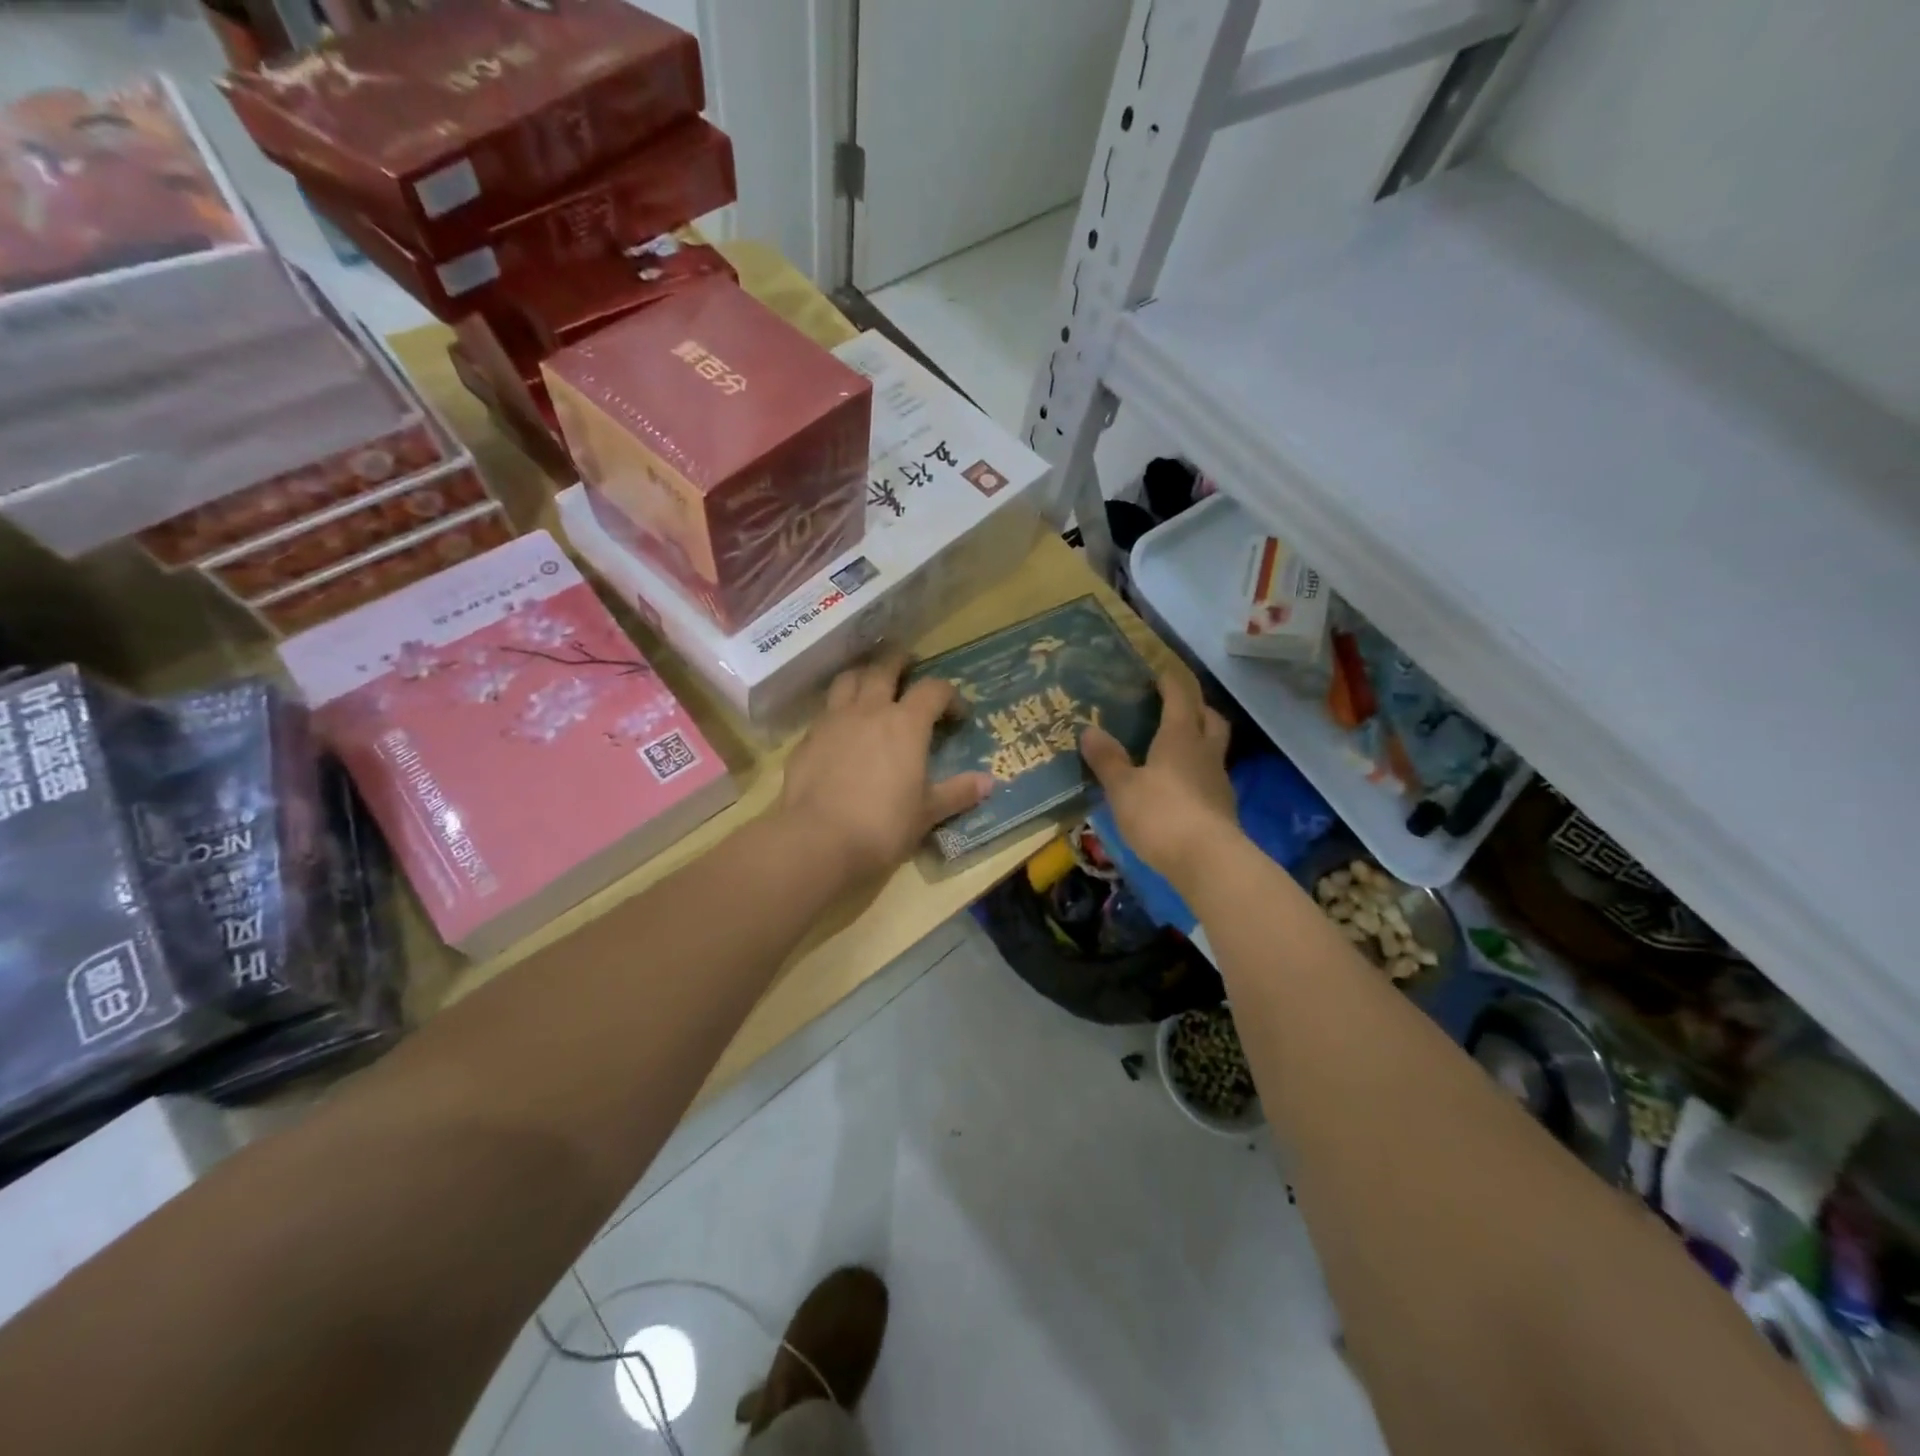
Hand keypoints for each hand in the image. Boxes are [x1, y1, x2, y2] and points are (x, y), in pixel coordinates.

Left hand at [779, 651, 993, 883]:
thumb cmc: (882, 826)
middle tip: (909, 665)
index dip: (949, 696)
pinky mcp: (806, 739)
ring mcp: (833, 721)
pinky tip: (842, 728)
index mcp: (906, 723)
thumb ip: (957, 793)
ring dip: (863, 675)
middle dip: (900, 662)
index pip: (934, 689)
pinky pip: (825, 710)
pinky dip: (838, 709)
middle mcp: (869, 710)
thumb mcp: (927, 813)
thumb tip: (988, 782)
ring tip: (871, 684)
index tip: (957, 714)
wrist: (817, 839)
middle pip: (884, 668)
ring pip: (848, 679)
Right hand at [1080, 671, 1238, 888]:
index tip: (1158, 672)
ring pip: (1213, 748)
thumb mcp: (1122, 787)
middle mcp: (1205, 751)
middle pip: (1209, 718)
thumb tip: (1088, 730)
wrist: (1208, 861)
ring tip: (1173, 748)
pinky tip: (1178, 786)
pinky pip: (1209, 777)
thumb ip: (1107, 759)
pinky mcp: (1222, 808)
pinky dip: (1196, 772)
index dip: (1170, 681)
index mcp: (1181, 737)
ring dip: (1199, 740)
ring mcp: (1218, 780)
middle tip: (1175, 707)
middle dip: (1196, 707)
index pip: (1181, 696)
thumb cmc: (1160, 814)